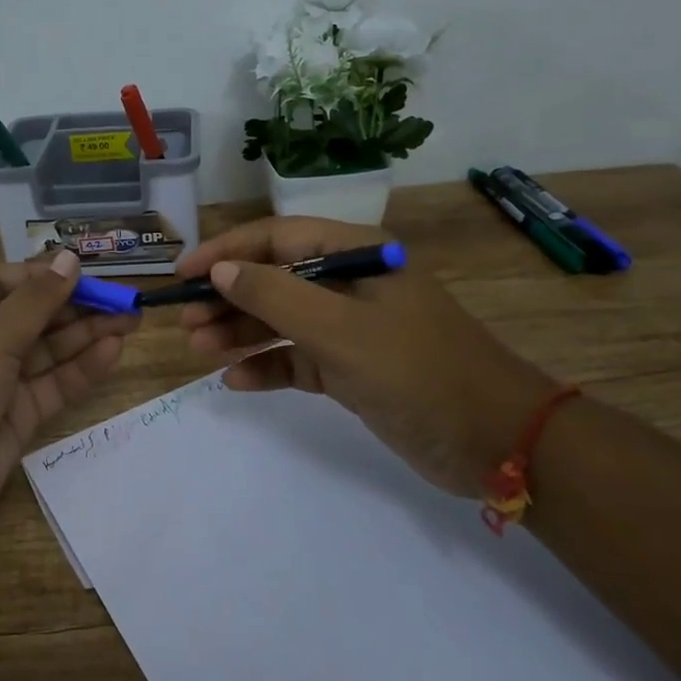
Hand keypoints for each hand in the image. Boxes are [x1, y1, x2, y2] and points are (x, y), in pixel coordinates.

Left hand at [0, 250, 137, 553]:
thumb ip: (37, 300)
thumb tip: (69, 258)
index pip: (5, 280)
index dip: (43, 275)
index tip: (85, 273)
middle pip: (33, 314)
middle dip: (76, 305)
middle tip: (125, 300)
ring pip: (49, 350)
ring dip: (87, 334)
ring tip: (132, 320)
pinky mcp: (17, 416)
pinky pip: (54, 384)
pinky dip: (82, 369)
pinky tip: (113, 351)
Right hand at [178, 217, 554, 495]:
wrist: (496, 442)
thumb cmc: (418, 371)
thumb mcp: (341, 330)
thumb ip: (276, 295)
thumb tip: (220, 269)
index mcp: (355, 254)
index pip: (276, 238)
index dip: (225, 251)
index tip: (183, 274)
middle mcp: (349, 283)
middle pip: (274, 278)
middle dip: (228, 297)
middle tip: (185, 323)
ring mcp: (350, 327)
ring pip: (281, 319)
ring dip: (240, 332)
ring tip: (198, 349)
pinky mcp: (352, 367)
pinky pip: (297, 358)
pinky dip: (268, 365)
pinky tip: (236, 380)